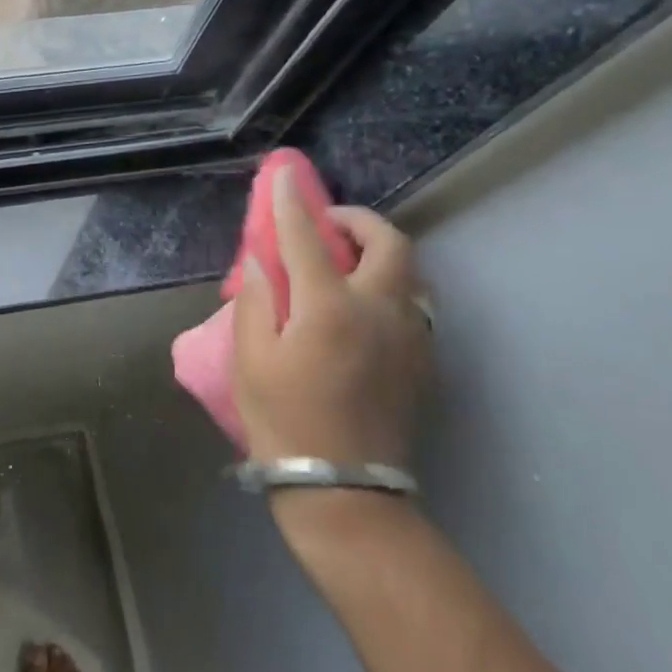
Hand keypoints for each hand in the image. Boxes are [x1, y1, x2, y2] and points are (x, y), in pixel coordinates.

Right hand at [231, 166, 432, 471]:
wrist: (345, 493)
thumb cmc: (285, 422)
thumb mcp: (250, 360)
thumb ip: (255, 302)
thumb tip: (260, 265)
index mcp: (329, 308)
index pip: (307, 238)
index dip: (291, 203)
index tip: (283, 177)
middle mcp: (378, 312)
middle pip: (388, 243)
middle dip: (358, 220)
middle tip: (328, 225)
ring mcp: (408, 338)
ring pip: (410, 273)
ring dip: (379, 253)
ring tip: (346, 263)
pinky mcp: (421, 363)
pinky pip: (412, 305)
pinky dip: (389, 287)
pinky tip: (361, 307)